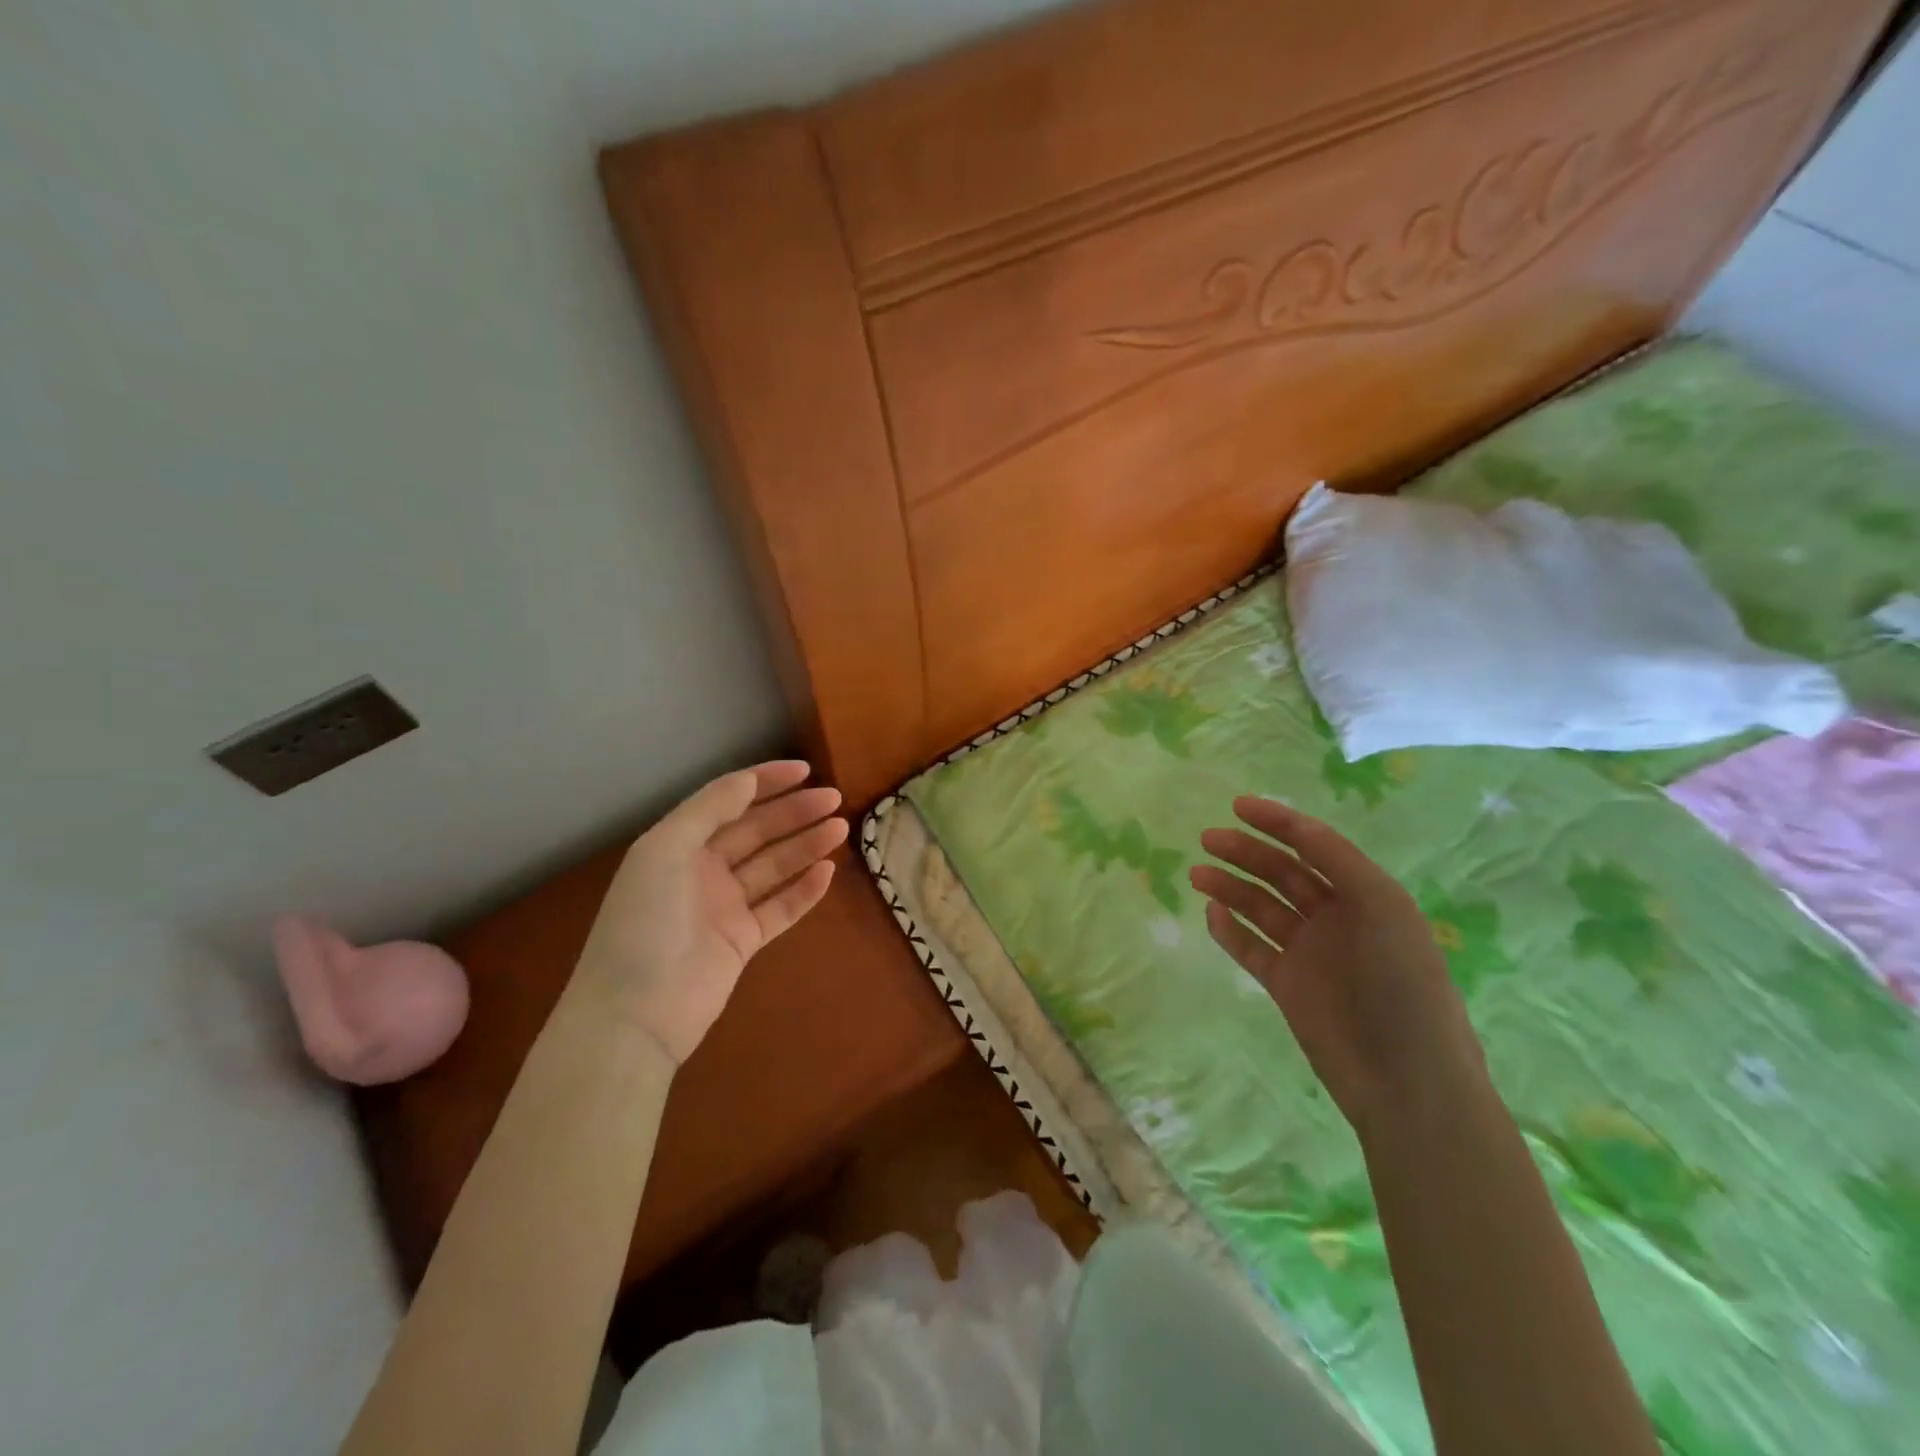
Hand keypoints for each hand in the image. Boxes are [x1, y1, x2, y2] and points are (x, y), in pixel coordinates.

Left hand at [575, 761, 846, 1064]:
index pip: (728, 801)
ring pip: (774, 867)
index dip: (765, 782)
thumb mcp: (665, 851)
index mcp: (679, 844)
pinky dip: (804, 890)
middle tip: (834, 799)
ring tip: (840, 828)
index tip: (805, 770)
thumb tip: (748, 780)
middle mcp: (702, 870)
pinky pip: (780, 908)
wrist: (636, 1013)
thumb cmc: (645, 922)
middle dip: (794, 812)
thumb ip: (709, 810)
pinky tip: (828, 872)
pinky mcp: (743, 941)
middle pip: (757, 831)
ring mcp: (724, 907)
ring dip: (806, 846)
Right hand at [1191, 797, 1489, 1136]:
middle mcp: (1336, 918)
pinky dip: (1230, 930)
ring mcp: (1310, 953)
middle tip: (1207, 839)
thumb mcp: (1382, 908)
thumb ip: (1338, 862)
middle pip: (1282, 874)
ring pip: (1261, 908)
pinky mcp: (1288, 986)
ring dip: (1230, 887)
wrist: (1407, 1080)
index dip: (1278, 823)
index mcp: (1365, 895)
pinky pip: (1252, 948)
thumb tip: (1296, 828)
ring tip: (1197, 874)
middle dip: (1246, 852)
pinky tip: (1212, 914)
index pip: (1314, 846)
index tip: (1237, 806)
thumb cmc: (1403, 985)